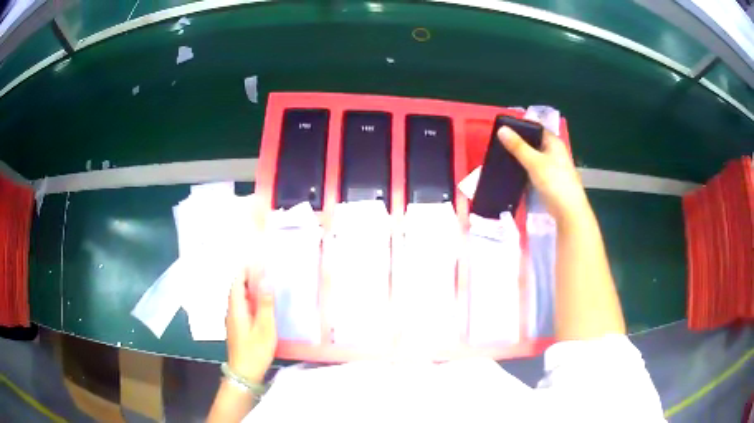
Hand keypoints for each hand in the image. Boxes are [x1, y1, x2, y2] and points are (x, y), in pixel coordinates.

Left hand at [226, 267, 276, 382]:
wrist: (244, 373)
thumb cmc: (255, 350)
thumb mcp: (264, 328)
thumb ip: (265, 304)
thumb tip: (266, 280)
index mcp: (236, 309)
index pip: (237, 282)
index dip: (246, 270)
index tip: (258, 260)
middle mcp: (232, 311)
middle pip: (238, 288)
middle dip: (249, 277)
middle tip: (265, 269)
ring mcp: (234, 320)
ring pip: (241, 298)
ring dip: (251, 288)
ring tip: (266, 282)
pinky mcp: (239, 328)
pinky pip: (244, 307)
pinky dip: (252, 299)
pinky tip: (263, 303)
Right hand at [498, 126, 588, 221]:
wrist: (568, 211)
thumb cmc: (555, 182)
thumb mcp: (534, 162)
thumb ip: (518, 146)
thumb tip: (501, 129)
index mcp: (553, 142)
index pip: (535, 128)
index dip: (520, 126)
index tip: (502, 128)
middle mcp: (553, 151)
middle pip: (532, 142)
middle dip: (517, 142)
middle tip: (497, 142)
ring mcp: (551, 166)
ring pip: (532, 157)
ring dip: (519, 157)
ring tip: (500, 155)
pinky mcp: (547, 180)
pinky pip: (532, 169)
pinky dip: (523, 169)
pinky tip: (511, 171)